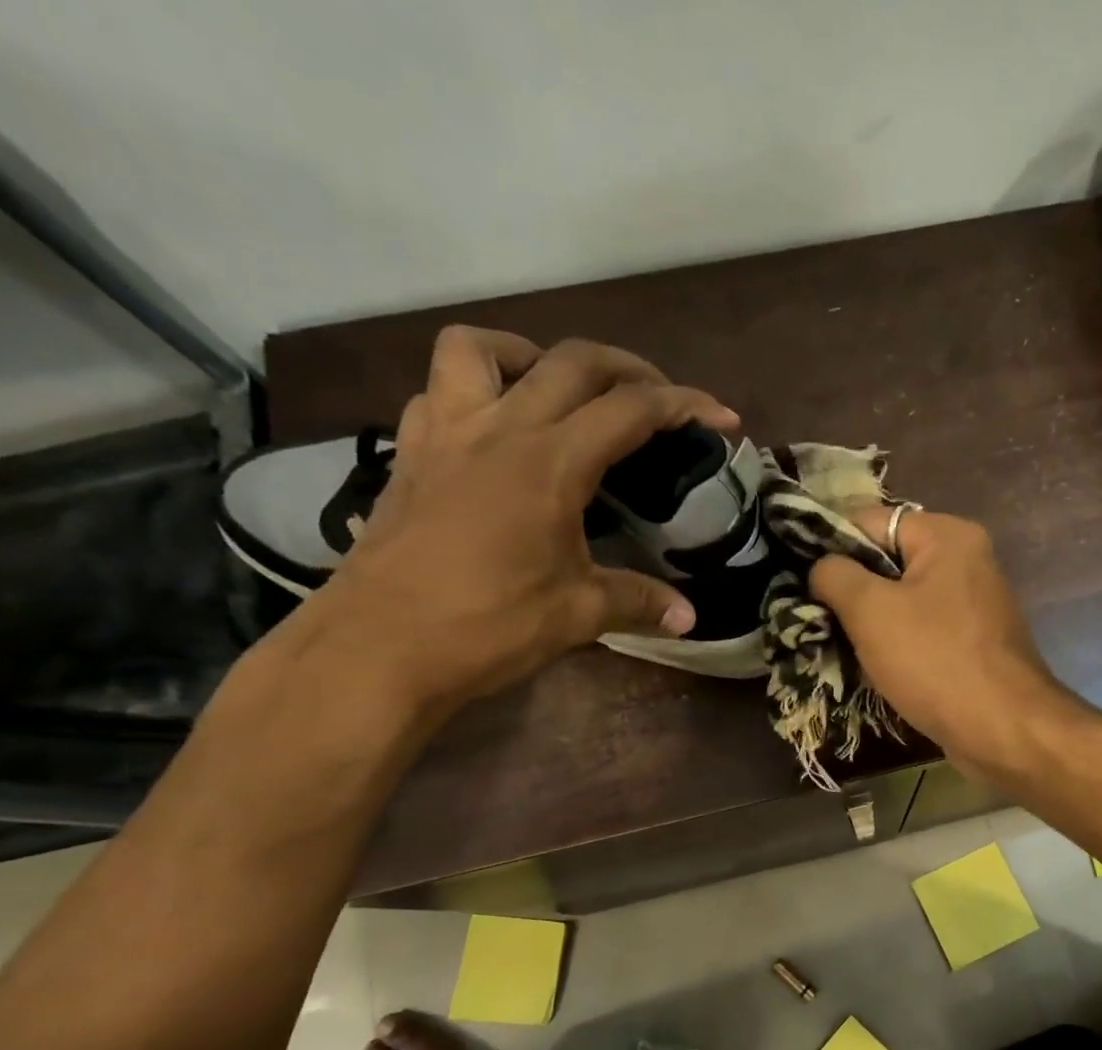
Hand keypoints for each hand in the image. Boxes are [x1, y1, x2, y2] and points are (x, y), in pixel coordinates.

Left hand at [303, 327, 737, 708]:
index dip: (685, 405)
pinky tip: (494, 431)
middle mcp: (499, 429)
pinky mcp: (409, 455)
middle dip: (628, 369)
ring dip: (533, 355)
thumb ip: (639, 602)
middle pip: (571, 361)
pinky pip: (440, 392)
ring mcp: (445, 434)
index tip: (722, 418)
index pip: (631, 410)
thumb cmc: (488, 625)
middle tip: (659, 398)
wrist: (379, 647)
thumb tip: (688, 617)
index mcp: (550, 462)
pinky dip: (475, 392)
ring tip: (559, 388)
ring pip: (481, 349)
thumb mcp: (578, 613)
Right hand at [809, 506, 1074, 771]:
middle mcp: (966, 560)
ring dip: (868, 622)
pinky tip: (869, 667)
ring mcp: (973, 604)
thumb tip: (821, 567)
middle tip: (813, 616)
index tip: (799, 578)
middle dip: (849, 589)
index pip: (870, 521)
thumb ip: (835, 576)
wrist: (1002, 729)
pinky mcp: (972, 642)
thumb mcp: (870, 611)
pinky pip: (921, 631)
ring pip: (902, 600)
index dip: (829, 545)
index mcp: (947, 536)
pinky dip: (895, 645)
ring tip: (833, 643)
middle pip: (887, 561)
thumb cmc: (935, 661)